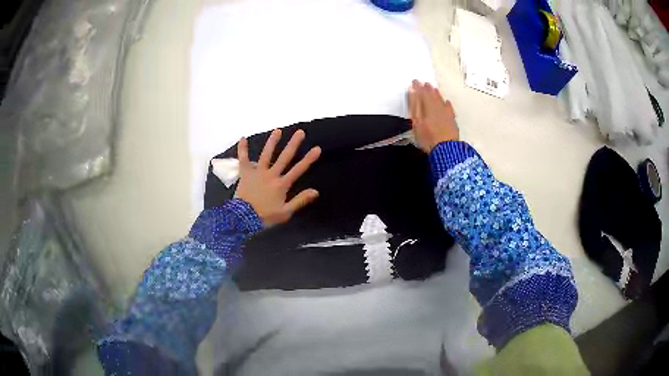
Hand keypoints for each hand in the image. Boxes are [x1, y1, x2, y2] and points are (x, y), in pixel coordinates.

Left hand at [236, 129, 321, 226]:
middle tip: (300, 132)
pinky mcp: (245, 173)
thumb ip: (300, 200)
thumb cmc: (265, 216)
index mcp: (281, 185)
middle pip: (284, 157)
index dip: (308, 159)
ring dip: (272, 142)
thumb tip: (316, 191)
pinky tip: (243, 138)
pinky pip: (243, 159)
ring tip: (278, 130)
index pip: (298, 170)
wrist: (243, 218)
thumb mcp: (285, 212)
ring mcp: (257, 172)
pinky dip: (242, 149)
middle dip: (293, 144)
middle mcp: (271, 175)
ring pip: (266, 154)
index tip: (317, 148)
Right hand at [408, 80, 458, 152]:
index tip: (414, 81)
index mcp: (428, 106)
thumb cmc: (428, 137)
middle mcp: (438, 108)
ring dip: (436, 94)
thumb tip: (413, 91)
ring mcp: (446, 114)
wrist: (446, 149)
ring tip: (433, 89)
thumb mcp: (416, 122)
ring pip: (441, 100)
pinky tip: (446, 102)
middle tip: (424, 83)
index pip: (422, 94)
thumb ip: (414, 105)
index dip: (418, 87)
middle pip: (432, 96)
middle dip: (427, 89)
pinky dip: (447, 104)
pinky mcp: (452, 121)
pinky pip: (449, 109)